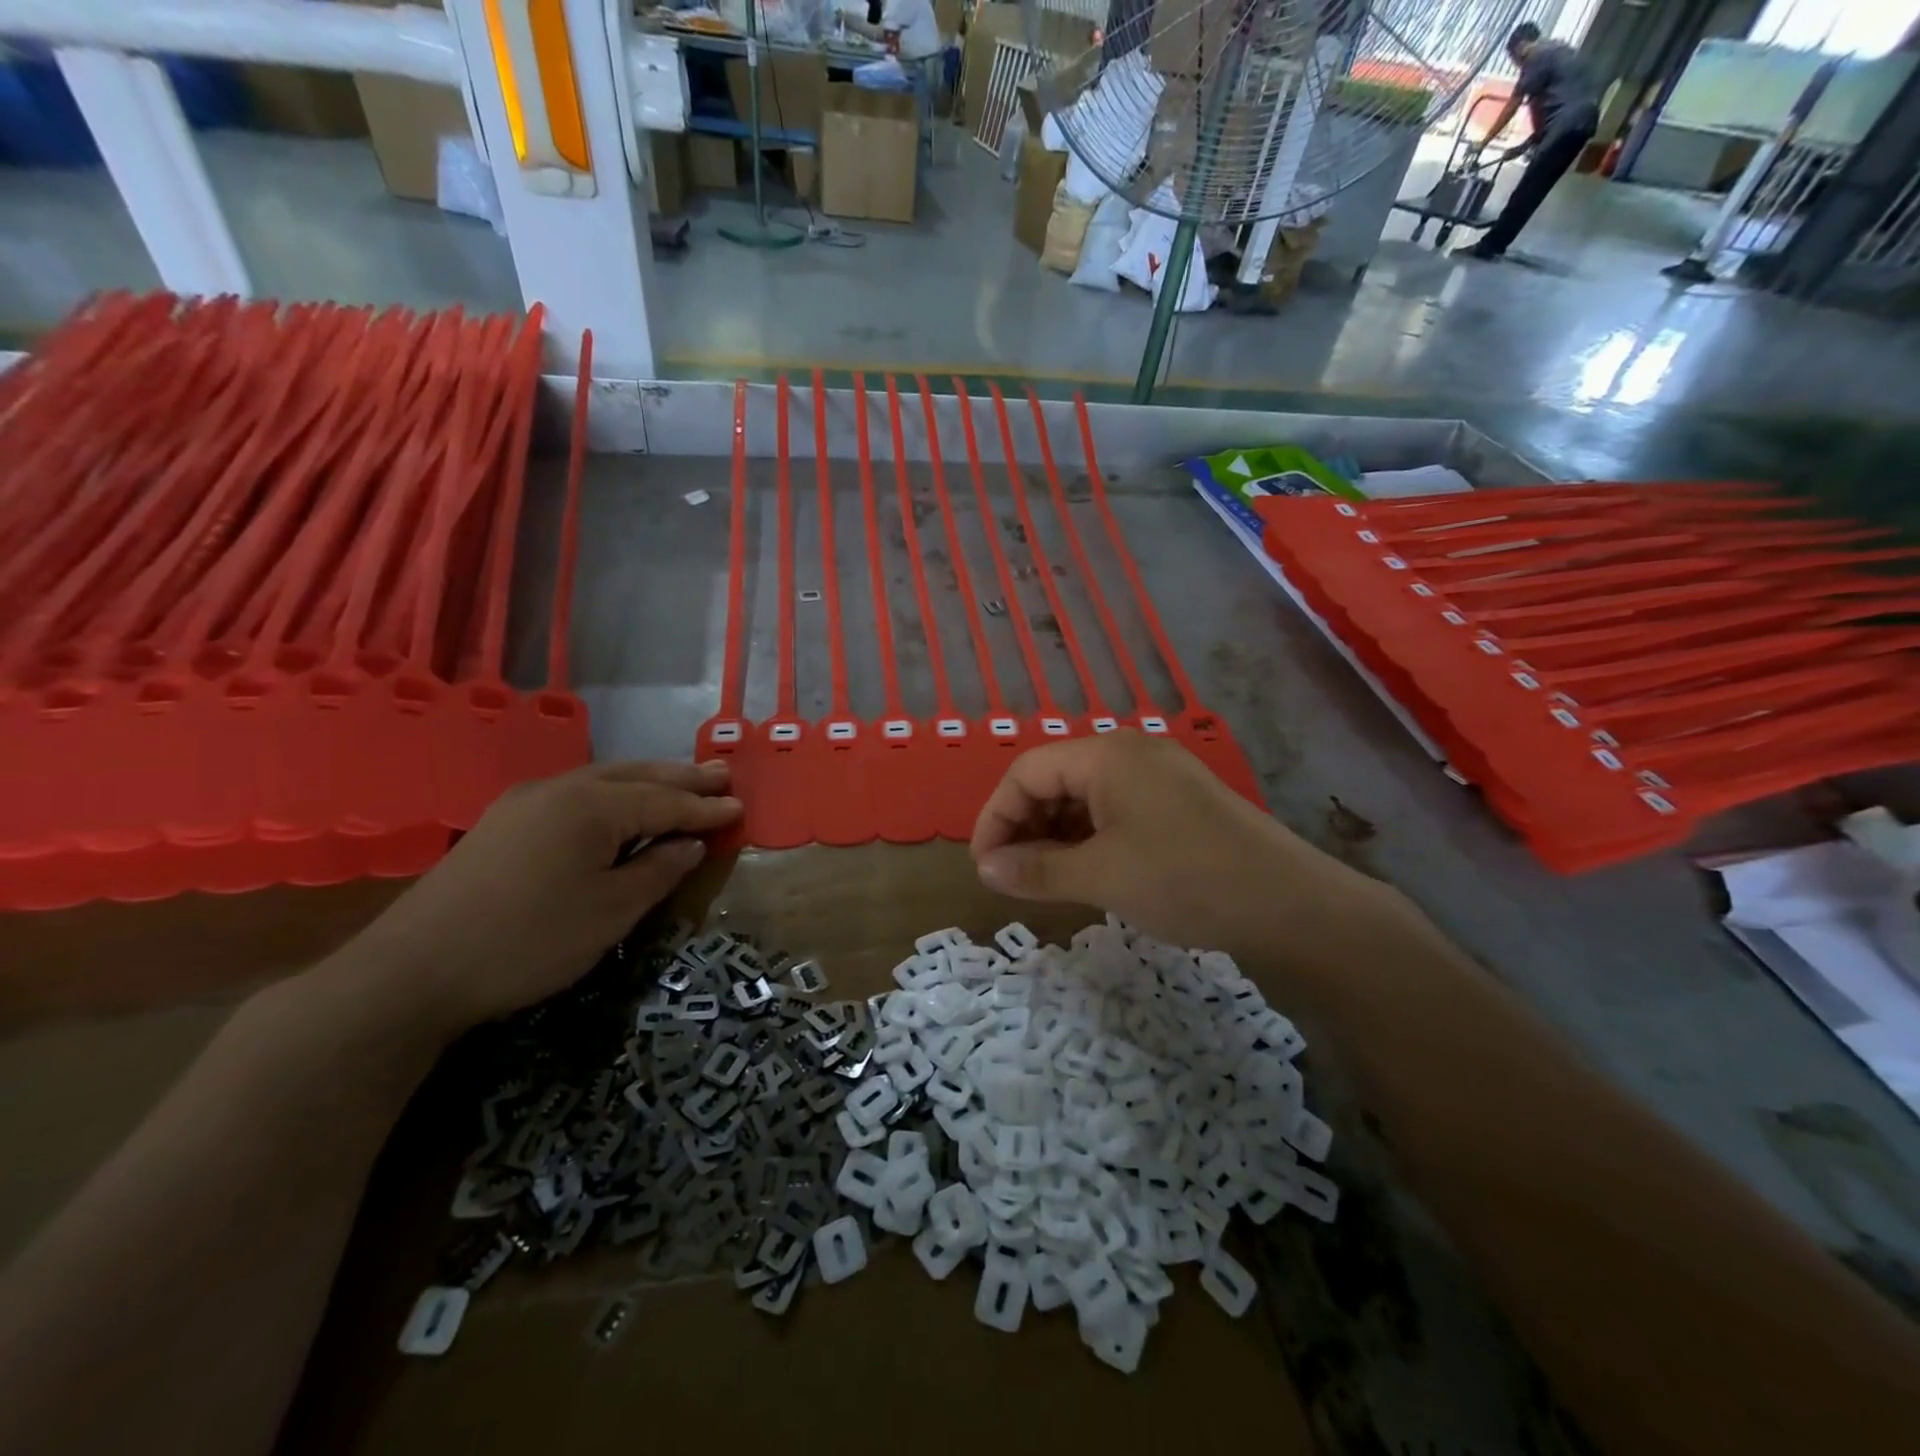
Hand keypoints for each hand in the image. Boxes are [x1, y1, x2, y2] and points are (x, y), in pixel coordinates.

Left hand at [348, 761, 741, 1031]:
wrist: (411, 971)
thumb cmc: (528, 942)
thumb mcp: (609, 913)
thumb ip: (657, 871)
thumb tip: (688, 844)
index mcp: (591, 807)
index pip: (665, 802)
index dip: (705, 809)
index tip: (740, 807)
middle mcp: (560, 789)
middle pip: (636, 776)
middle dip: (681, 778)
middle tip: (721, 775)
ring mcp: (525, 802)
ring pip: (603, 779)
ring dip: (647, 780)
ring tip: (682, 782)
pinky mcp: (503, 822)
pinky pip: (576, 793)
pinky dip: (613, 793)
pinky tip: (619, 805)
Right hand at [969, 732, 1391, 966]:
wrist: (1290, 904)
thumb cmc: (1185, 880)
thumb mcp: (1101, 876)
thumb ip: (1035, 869)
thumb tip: (985, 869)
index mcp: (1105, 755)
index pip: (1026, 772)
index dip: (995, 817)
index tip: (984, 866)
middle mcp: (1129, 753)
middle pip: (1054, 779)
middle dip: (1024, 826)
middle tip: (1011, 876)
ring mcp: (1158, 775)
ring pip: (1084, 797)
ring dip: (1055, 835)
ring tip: (1044, 879)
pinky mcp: (1178, 802)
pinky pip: (1115, 810)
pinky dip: (1089, 839)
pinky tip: (1086, 872)